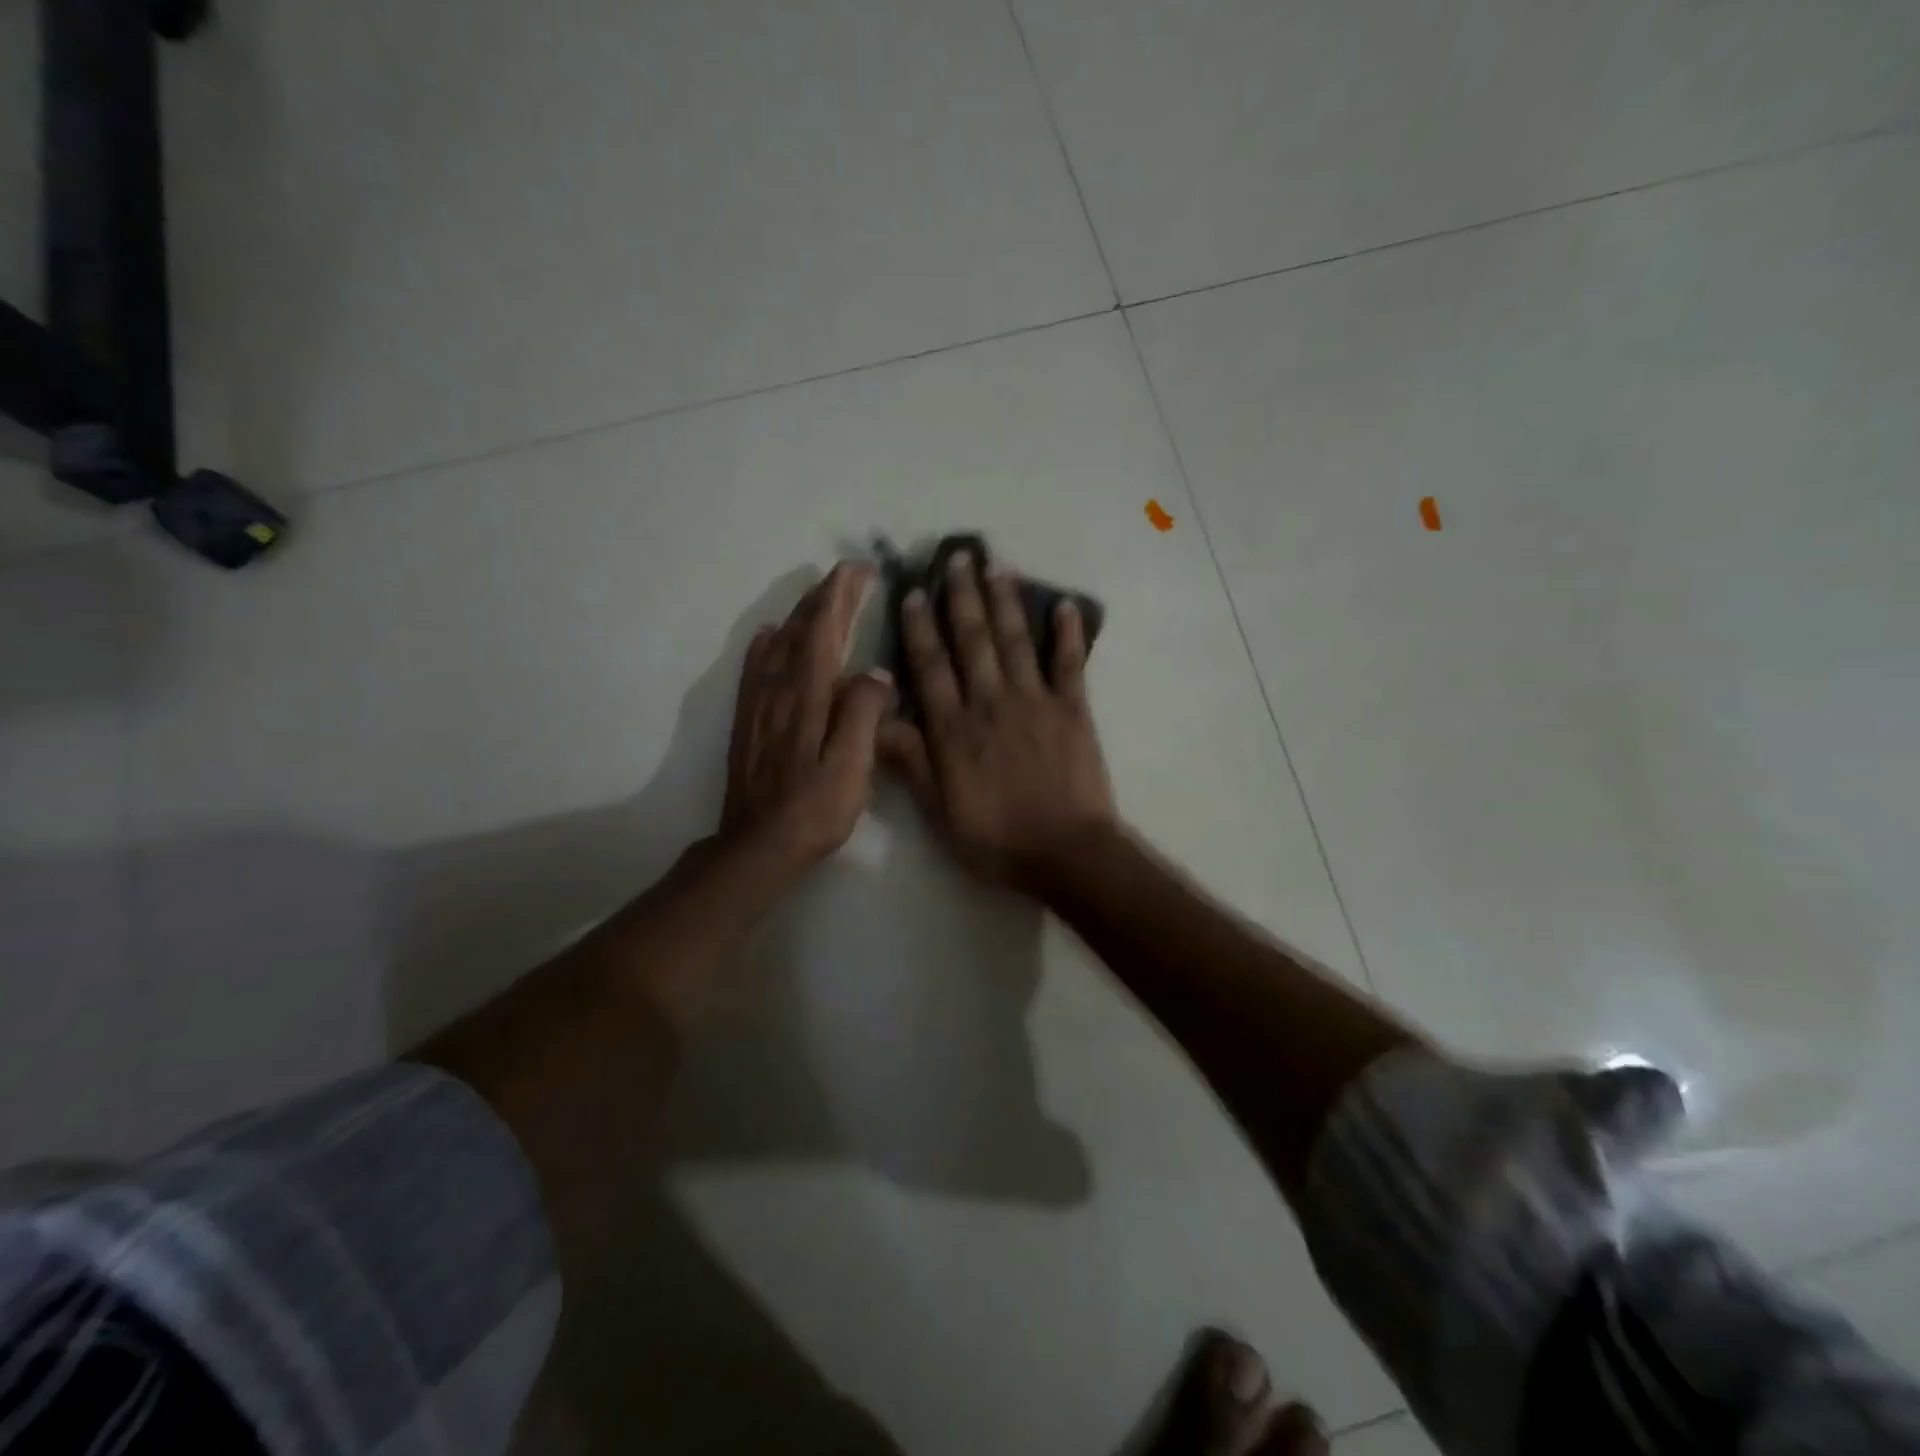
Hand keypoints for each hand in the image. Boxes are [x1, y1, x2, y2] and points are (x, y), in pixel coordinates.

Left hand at [722, 560, 893, 875]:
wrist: (758, 845)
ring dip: (800, 614)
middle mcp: (779, 689)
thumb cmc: (814, 809)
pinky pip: (754, 669)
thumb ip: (864, 714)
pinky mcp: (747, 722)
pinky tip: (769, 634)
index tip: (860, 569)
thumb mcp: (852, 767)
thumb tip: (876, 673)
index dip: (841, 596)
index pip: (825, 631)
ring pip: (778, 644)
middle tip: (848, 573)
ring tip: (819, 596)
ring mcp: (758, 704)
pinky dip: (764, 644)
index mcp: (809, 696)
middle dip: (825, 597)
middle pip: (801, 630)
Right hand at [879, 550, 1115, 890]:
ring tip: (997, 566)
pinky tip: (1064, 605)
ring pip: (1015, 641)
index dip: (920, 628)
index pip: (931, 668)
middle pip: (973, 641)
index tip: (914, 593)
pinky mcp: (1074, 710)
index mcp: (955, 729)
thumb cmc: (997, 839)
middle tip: (957, 558)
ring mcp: (1035, 702)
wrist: (1066, 854)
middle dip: (962, 597)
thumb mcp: (939, 812)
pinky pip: (1070, 664)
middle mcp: (991, 703)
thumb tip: (878, 720)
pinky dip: (1068, 634)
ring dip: (1005, 601)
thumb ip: (911, 763)